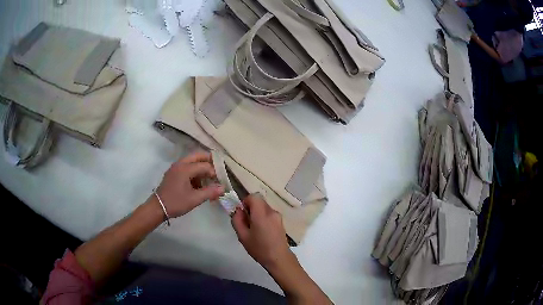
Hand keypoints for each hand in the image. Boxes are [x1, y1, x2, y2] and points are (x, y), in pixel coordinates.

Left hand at [156, 152, 223, 217]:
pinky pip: (186, 166)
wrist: (158, 207)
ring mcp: (175, 168)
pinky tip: (198, 183)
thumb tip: (223, 188)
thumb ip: (210, 192)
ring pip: (191, 161)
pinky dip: (194, 171)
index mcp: (185, 168)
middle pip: (197, 156)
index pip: (204, 165)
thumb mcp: (194, 199)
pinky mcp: (173, 173)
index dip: (214, 172)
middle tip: (217, 170)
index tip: (219, 182)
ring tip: (208, 178)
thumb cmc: (176, 202)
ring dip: (201, 166)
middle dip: (208, 161)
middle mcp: (180, 164)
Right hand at [231, 194, 292, 269]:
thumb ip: (237, 220)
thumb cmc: (259, 248)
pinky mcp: (281, 222)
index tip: (242, 212)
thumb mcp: (242, 236)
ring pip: (264, 207)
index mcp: (262, 214)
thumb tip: (238, 210)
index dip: (246, 201)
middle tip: (246, 221)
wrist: (279, 258)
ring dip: (257, 213)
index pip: (254, 196)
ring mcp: (278, 216)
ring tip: (254, 228)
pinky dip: (263, 217)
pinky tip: (262, 231)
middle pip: (259, 201)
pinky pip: (269, 214)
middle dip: (251, 207)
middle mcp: (272, 211)